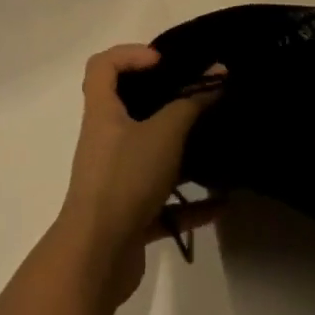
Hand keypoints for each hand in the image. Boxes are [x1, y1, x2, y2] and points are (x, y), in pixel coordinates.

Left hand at [53, 45, 221, 309]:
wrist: (95, 260)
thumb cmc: (124, 179)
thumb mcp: (164, 133)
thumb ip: (192, 101)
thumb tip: (218, 73)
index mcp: (103, 113)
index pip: (103, 66)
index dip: (130, 55)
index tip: (163, 63)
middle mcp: (105, 142)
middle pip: (128, 108)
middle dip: (162, 101)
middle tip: (194, 96)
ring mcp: (115, 181)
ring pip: (148, 155)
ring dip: (179, 152)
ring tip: (212, 145)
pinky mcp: (128, 217)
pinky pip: (161, 202)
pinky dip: (188, 202)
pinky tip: (219, 204)